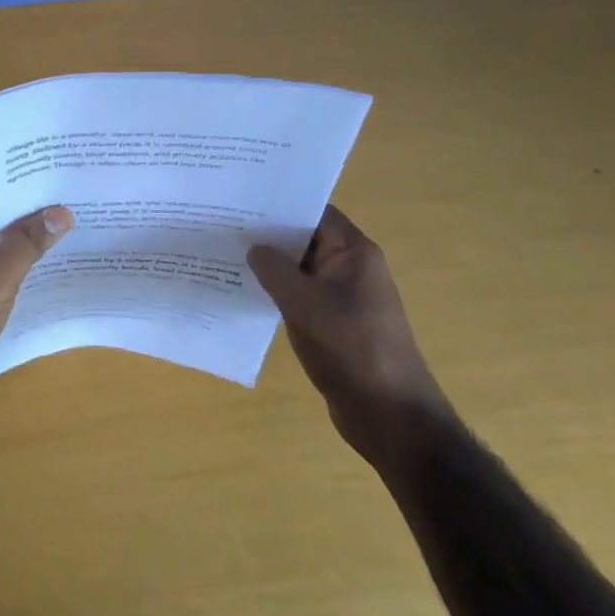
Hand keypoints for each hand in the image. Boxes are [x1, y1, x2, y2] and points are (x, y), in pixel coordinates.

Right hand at [249, 206, 449, 470]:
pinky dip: (278, 292)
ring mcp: (344, 297)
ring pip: (301, 270)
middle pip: (306, 239)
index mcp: (354, 252)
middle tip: (224, 225)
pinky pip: (302, 296)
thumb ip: (274, 269)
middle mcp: (351, 268)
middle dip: (269, 235)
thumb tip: (253, 247)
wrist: (389, 416)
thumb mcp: (303, 302)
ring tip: (227, 255)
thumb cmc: (350, 347)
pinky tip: (246, 292)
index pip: (314, 212)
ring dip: (271, 266)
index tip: (242, 200)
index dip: (280, 204)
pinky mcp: (335, 324)